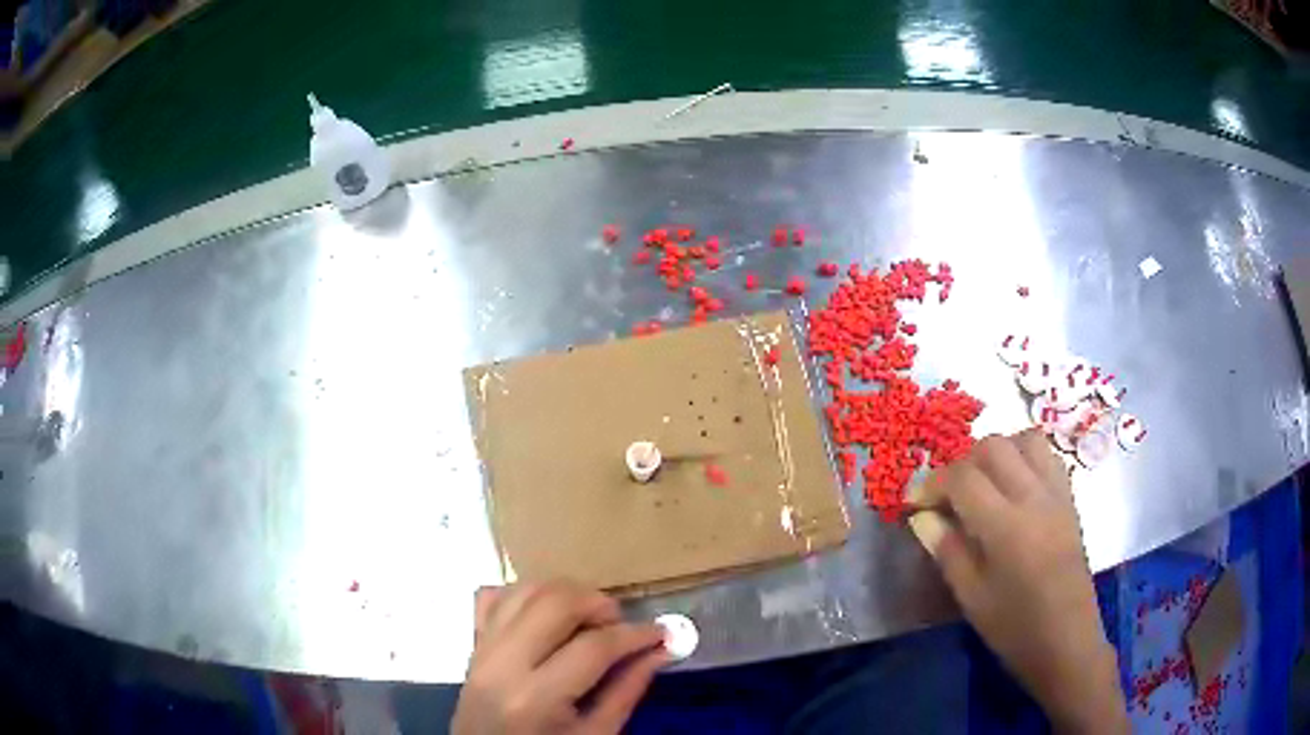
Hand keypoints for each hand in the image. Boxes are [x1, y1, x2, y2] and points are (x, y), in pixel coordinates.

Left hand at [452, 580, 666, 734]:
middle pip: (555, 602)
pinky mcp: (472, 643)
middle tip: (620, 626)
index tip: (661, 633)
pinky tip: (548, 617)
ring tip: (588, 620)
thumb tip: (661, 650)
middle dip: (599, 604)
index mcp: (536, 699)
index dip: (636, 634)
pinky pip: (494, 596)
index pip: (594, 646)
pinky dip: (526, 596)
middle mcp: (502, 664)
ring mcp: (482, 649)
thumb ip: (626, 691)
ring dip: (566, 595)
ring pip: (526, 590)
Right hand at [913, 430, 1128, 733]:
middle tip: (948, 495)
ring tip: (983, 484)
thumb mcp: (971, 597)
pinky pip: (1047, 456)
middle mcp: (1033, 497)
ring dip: (997, 452)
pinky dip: (1024, 457)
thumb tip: (921, 516)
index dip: (932, 483)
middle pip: (993, 447)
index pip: (963, 477)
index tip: (915, 503)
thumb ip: (946, 549)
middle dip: (962, 463)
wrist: (1066, 639)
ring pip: (1025, 440)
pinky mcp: (1070, 499)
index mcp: (1005, 526)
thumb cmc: (1013, 627)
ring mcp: (1056, 494)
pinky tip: (1014, 487)